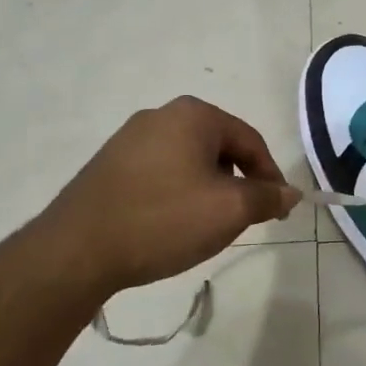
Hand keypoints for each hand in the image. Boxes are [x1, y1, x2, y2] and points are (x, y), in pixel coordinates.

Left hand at [38, 97, 300, 296]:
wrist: (76, 250)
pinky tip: (170, 224)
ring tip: (206, 226)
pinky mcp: (109, 164)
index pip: (250, 140)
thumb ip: (266, 197)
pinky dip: (177, 194)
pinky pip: (160, 172)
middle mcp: (161, 115)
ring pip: (189, 161)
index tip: (278, 210)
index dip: (270, 176)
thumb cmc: (163, 220)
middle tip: (243, 219)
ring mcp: (129, 138)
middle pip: (219, 148)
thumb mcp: (229, 210)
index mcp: (193, 115)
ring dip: (208, 190)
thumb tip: (289, 193)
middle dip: (238, 183)